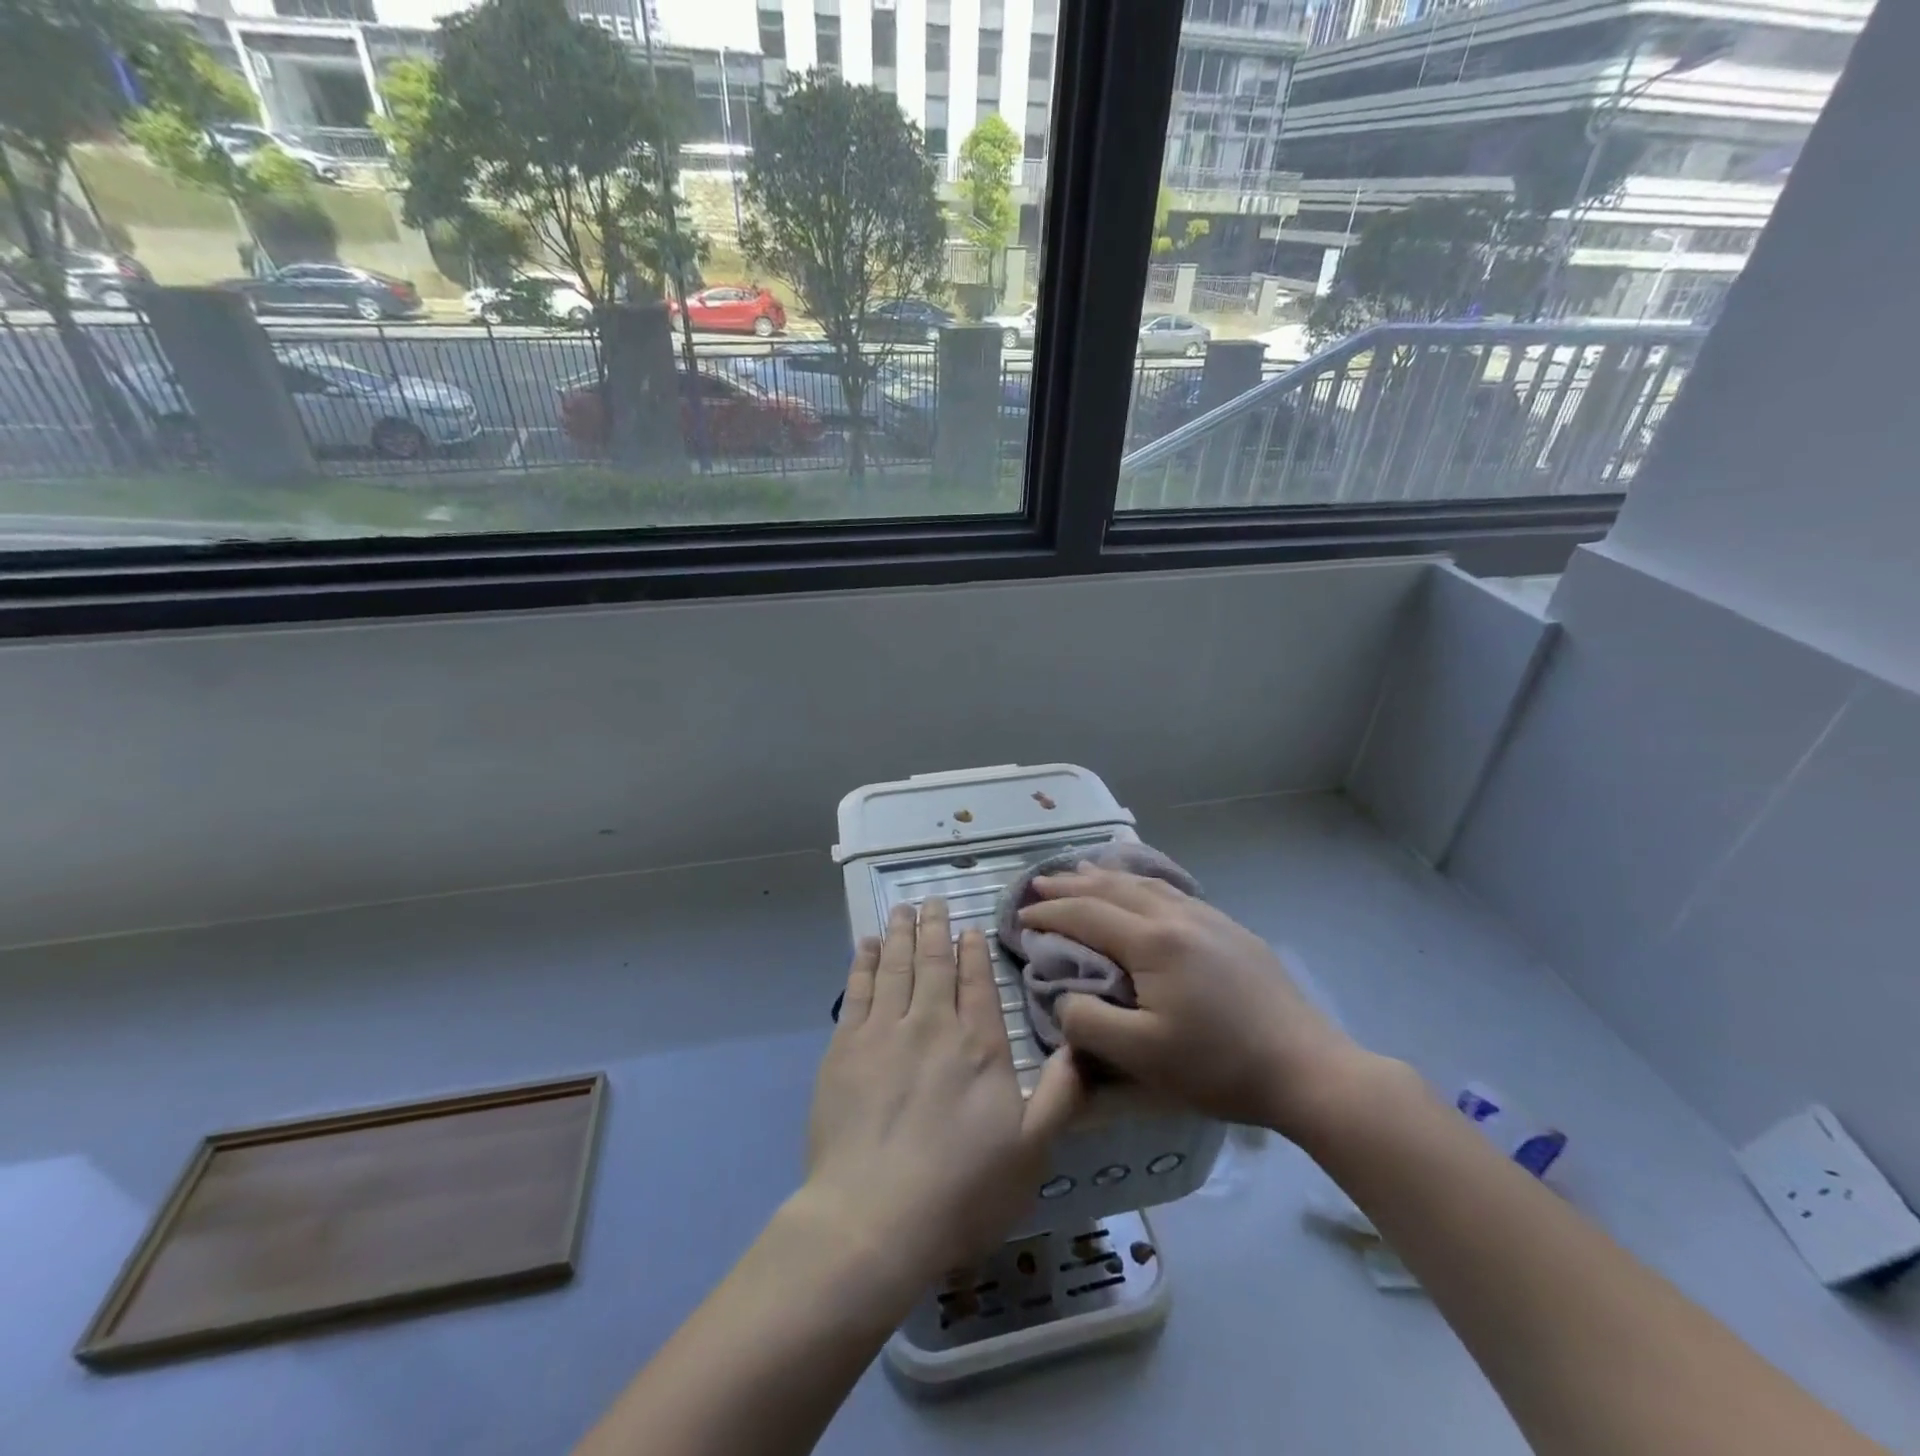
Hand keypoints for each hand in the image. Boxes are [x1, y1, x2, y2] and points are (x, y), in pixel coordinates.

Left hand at [800, 898, 1083, 1289]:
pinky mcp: (845, 1047)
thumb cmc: (961, 1191)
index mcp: (979, 1046)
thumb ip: (1061, 1094)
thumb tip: (1082, 1045)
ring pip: (895, 965)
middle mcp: (932, 1024)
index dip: (973, 950)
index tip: (969, 928)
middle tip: (932, 900)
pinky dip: (863, 962)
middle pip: (934, 962)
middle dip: (934, 927)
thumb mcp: (1032, 1151)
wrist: (875, 1217)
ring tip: (902, 909)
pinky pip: (857, 989)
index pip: (977, 982)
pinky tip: (865, 945)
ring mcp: (884, 1031)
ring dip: (899, 933)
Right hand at [1018, 866, 1364, 1136]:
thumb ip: (1089, 1022)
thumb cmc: (1220, 1066)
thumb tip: (1063, 998)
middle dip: (1071, 884)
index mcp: (1152, 942)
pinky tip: (1143, 890)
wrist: (1308, 1068)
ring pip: (1145, 884)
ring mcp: (1209, 918)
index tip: (1020, 919)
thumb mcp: (1142, 1057)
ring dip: (1106, 877)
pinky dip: (1142, 884)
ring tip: (1083, 871)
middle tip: (1039, 884)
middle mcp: (1177, 916)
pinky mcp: (1231, 930)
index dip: (1049, 914)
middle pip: (1113, 889)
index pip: (1085, 915)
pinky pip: (1172, 891)